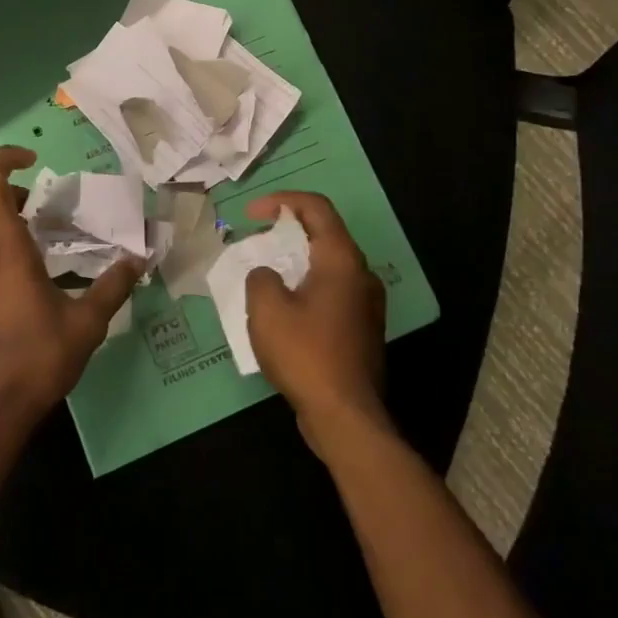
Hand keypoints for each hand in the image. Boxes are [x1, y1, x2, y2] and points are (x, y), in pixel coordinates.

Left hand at [0, 146, 142, 431]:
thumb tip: (138, 260)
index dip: (4, 160)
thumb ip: (112, 287)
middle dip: (11, 191)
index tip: (34, 160)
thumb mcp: (86, 324)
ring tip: (42, 237)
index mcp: (3, 249)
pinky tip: (26, 275)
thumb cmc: (36, 359)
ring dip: (3, 220)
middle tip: (47, 205)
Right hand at [244, 191, 389, 459]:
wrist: (345, 416)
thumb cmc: (305, 354)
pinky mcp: (362, 329)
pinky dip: (305, 286)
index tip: (251, 214)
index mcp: (341, 260)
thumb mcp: (267, 309)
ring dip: (295, 261)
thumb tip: (268, 275)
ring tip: (264, 273)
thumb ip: (260, 277)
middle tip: (255, 239)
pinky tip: (282, 309)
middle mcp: (361, 274)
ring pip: (328, 265)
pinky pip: (331, 292)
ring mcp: (366, 304)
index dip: (281, 201)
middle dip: (286, 230)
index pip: (316, 208)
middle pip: (324, 234)